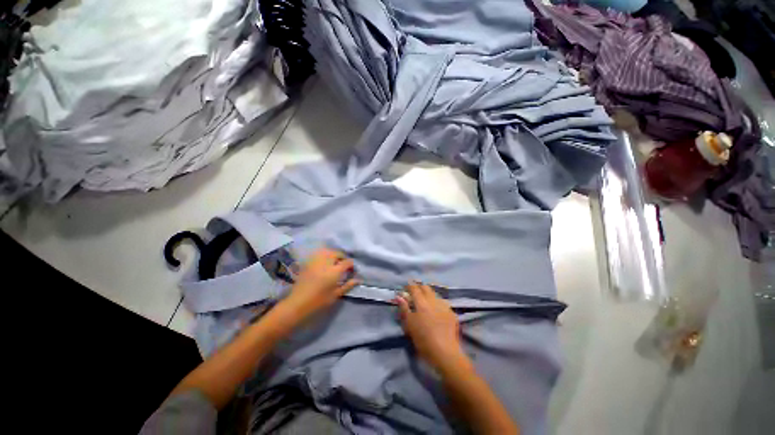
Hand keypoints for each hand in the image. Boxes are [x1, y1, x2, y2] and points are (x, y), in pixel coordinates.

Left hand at [281, 248, 357, 320]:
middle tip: (343, 265)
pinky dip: (324, 254)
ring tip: (334, 261)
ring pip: (327, 251)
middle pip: (337, 253)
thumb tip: (357, 279)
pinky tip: (324, 262)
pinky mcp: (308, 263)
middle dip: (342, 257)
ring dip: (333, 254)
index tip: (352, 270)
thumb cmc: (318, 301)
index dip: (351, 265)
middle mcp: (326, 263)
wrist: (297, 304)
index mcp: (334, 271)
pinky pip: (318, 253)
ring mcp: (316, 261)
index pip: (347, 262)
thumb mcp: (336, 295)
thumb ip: (347, 285)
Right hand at [395, 282, 469, 373]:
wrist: (445, 352)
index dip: (410, 285)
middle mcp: (433, 300)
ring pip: (435, 294)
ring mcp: (444, 306)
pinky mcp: (452, 313)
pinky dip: (437, 303)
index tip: (406, 286)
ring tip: (426, 299)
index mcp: (422, 302)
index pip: (415, 288)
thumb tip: (399, 296)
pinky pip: (443, 303)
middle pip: (426, 288)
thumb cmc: (423, 339)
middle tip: (415, 291)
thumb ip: (404, 308)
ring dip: (429, 294)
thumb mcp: (409, 325)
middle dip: (420, 287)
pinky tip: (436, 309)